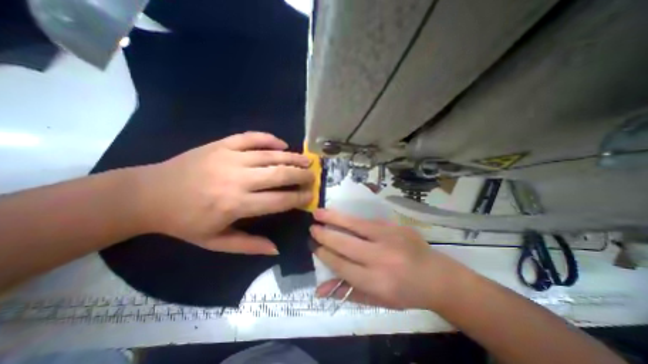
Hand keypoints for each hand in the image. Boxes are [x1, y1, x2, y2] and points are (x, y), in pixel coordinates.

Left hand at [138, 132, 315, 253]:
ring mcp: (229, 157)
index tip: (311, 195)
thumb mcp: (215, 242)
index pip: (279, 200)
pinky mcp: (220, 144)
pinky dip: (269, 139)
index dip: (299, 197)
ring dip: (292, 157)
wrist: (148, 194)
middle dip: (301, 175)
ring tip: (307, 159)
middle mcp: (236, 179)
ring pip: (269, 154)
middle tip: (313, 176)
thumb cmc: (184, 222)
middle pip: (279, 174)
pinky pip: (251, 137)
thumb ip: (249, 245)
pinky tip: (282, 143)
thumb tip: (277, 249)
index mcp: (235, 204)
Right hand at [311, 209, 474, 310]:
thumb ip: (347, 293)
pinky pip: (367, 220)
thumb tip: (319, 290)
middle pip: (345, 244)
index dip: (325, 254)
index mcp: (376, 282)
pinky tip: (339, 214)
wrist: (436, 276)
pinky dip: (350, 218)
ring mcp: (389, 238)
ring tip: (318, 212)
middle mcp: (380, 258)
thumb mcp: (377, 300)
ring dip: (333, 218)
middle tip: (312, 228)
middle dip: (325, 235)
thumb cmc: (405, 293)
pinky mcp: (395, 226)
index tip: (314, 246)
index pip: (342, 265)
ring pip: (354, 226)